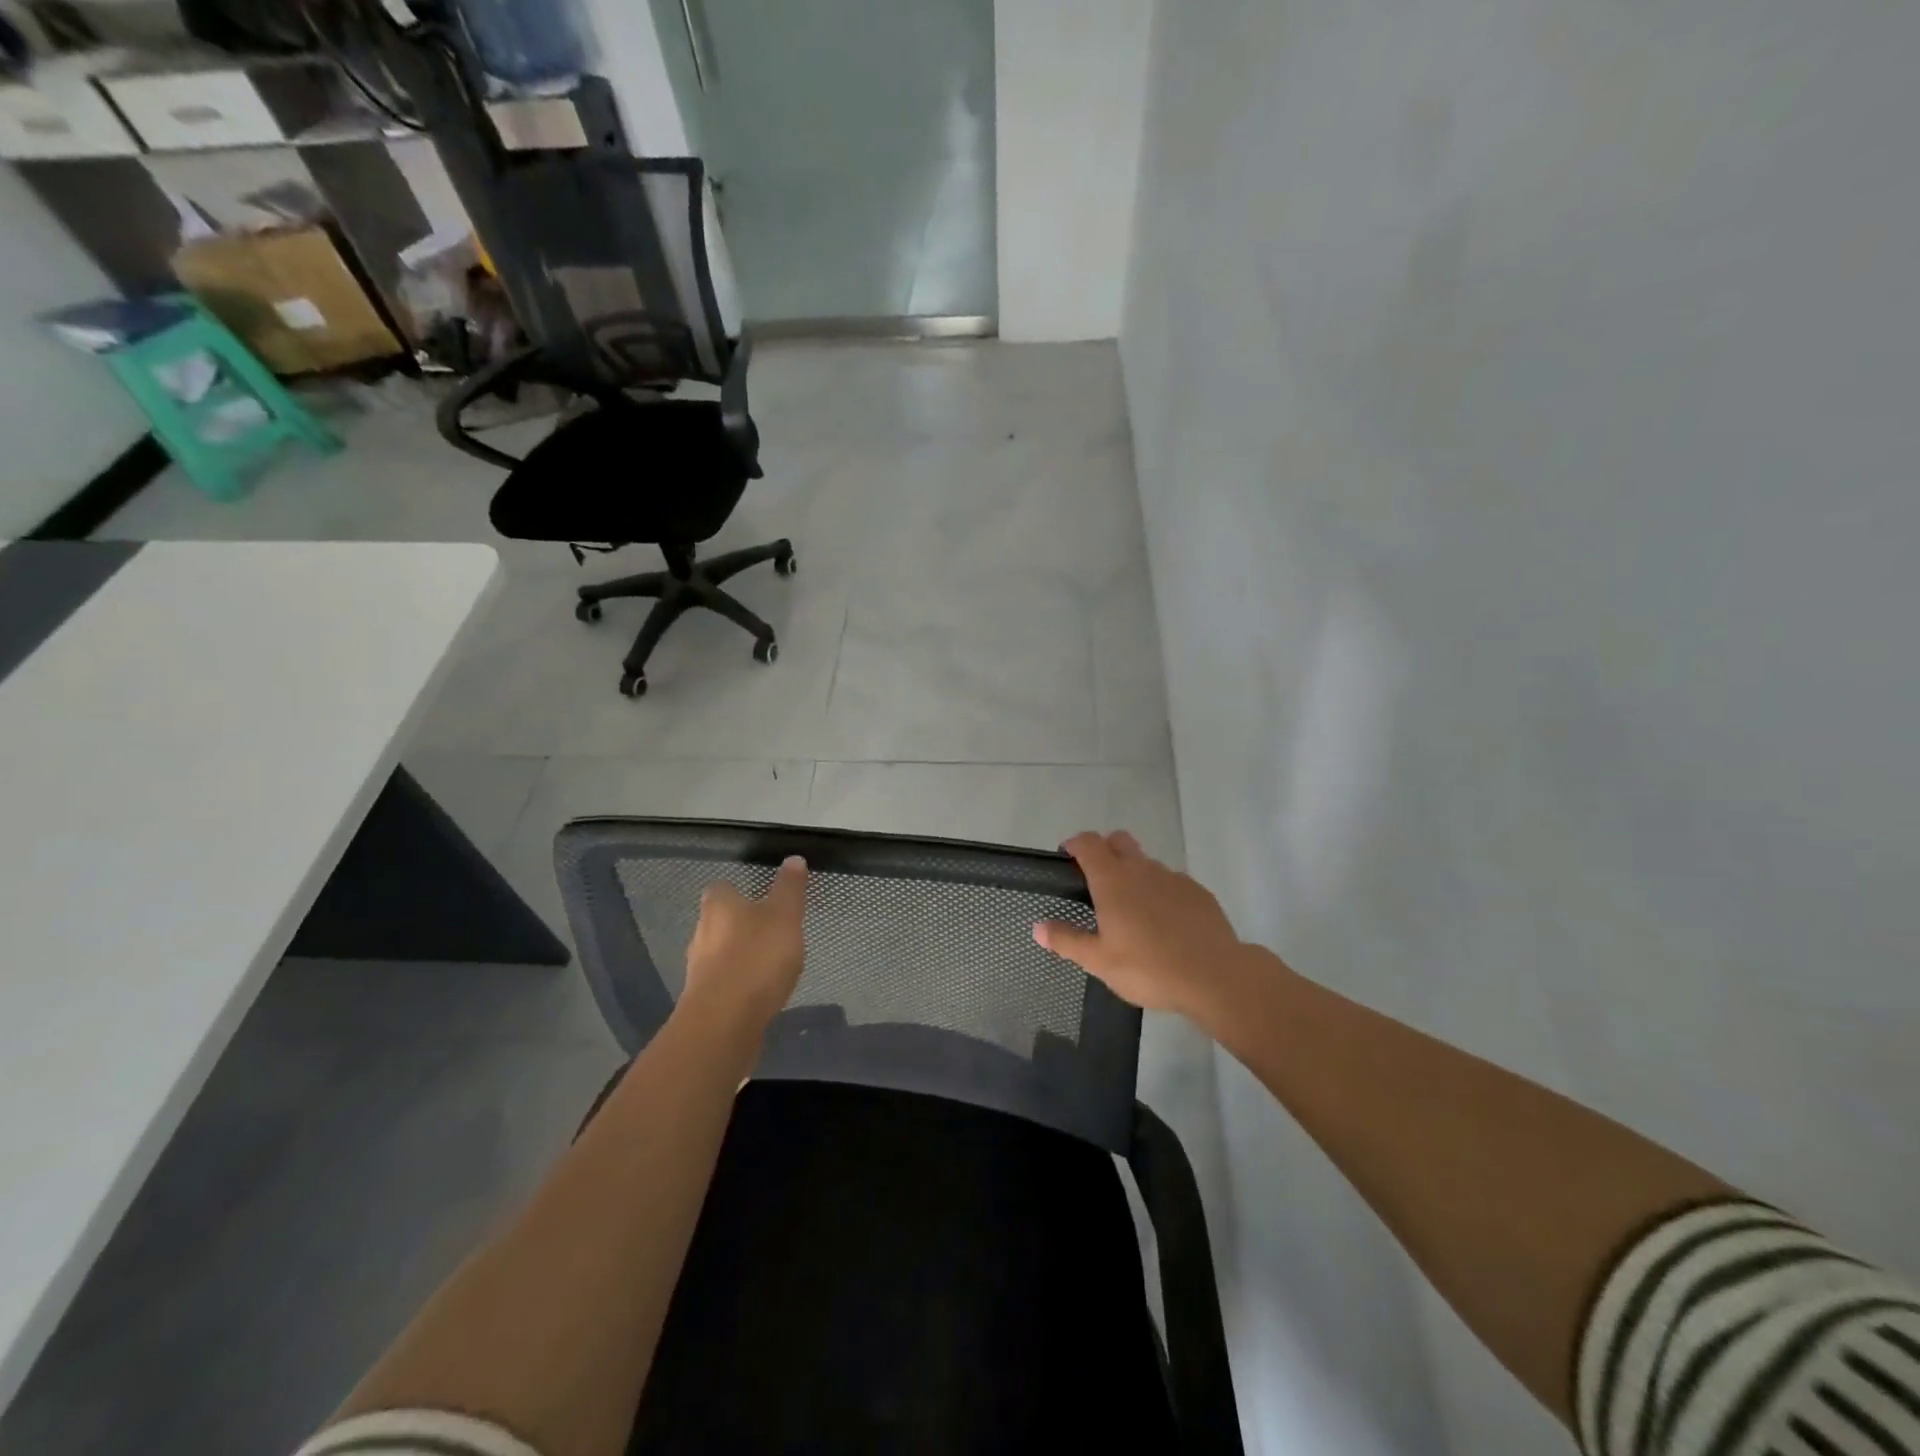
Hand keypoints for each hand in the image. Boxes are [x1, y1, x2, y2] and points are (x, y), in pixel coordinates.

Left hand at [682, 857, 807, 1029]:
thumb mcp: (785, 916)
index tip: (761, 897)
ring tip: (771, 963)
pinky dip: (739, 983)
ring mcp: (699, 968)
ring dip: (741, 955)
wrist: (724, 1022)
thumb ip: (789, 888)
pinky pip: (723, 982)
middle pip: (719, 921)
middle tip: (773, 930)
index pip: (722, 888)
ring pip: (720, 952)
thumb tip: (793, 859)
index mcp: (718, 906)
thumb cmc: (757, 958)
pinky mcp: (703, 999)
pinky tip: (760, 991)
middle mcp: (701, 932)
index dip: (740, 891)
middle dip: (741, 924)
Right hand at [1034, 832, 1246, 1019]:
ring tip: (1132, 910)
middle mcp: (1142, 869)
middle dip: (1104, 850)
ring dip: (1134, 874)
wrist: (1214, 976)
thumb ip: (1066, 940)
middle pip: (1118, 841)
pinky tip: (1164, 922)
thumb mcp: (1099, 961)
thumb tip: (1037, 927)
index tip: (1067, 857)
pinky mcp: (1198, 892)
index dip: (1075, 844)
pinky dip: (1161, 892)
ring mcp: (1173, 878)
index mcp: (1112, 880)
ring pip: (1146, 863)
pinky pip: (1172, 882)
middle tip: (1096, 881)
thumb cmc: (1148, 967)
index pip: (1088, 842)